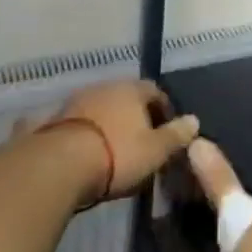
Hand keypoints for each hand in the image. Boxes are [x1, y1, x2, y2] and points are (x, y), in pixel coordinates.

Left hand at [53, 79, 199, 199]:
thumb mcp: (154, 151)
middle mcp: (107, 86)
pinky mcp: (57, 118)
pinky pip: (80, 122)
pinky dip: (88, 132)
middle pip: (127, 97)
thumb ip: (176, 135)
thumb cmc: (117, 154)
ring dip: (110, 123)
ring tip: (114, 149)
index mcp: (132, 89)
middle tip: (141, 141)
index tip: (167, 131)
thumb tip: (194, 120)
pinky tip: (88, 151)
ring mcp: (79, 99)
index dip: (163, 110)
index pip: (155, 91)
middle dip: (135, 116)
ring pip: (102, 108)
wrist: (61, 164)